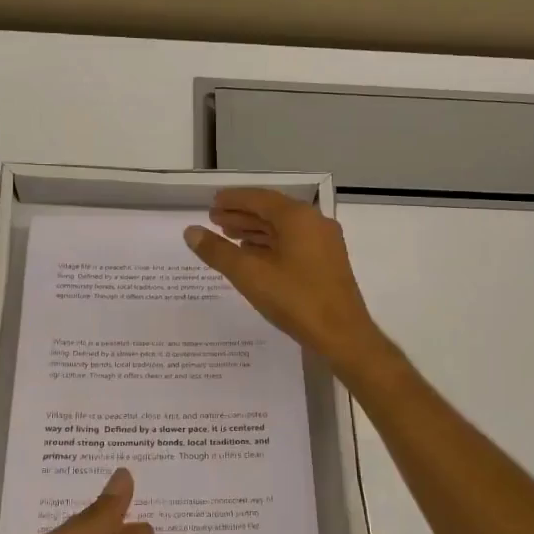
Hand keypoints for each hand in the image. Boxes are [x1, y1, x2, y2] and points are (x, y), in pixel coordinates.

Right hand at [184, 188, 392, 375]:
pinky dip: (270, 244)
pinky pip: (293, 243)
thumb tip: (191, 232)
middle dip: (242, 215)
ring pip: (283, 228)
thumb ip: (218, 251)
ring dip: (255, 230)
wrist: (342, 335)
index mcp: (297, 218)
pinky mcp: (327, 262)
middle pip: (272, 211)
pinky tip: (254, 255)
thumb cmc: (295, 299)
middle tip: (214, 220)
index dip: (233, 200)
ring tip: (228, 236)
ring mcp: (324, 243)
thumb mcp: (249, 274)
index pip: (259, 199)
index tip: (212, 203)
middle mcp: (314, 223)